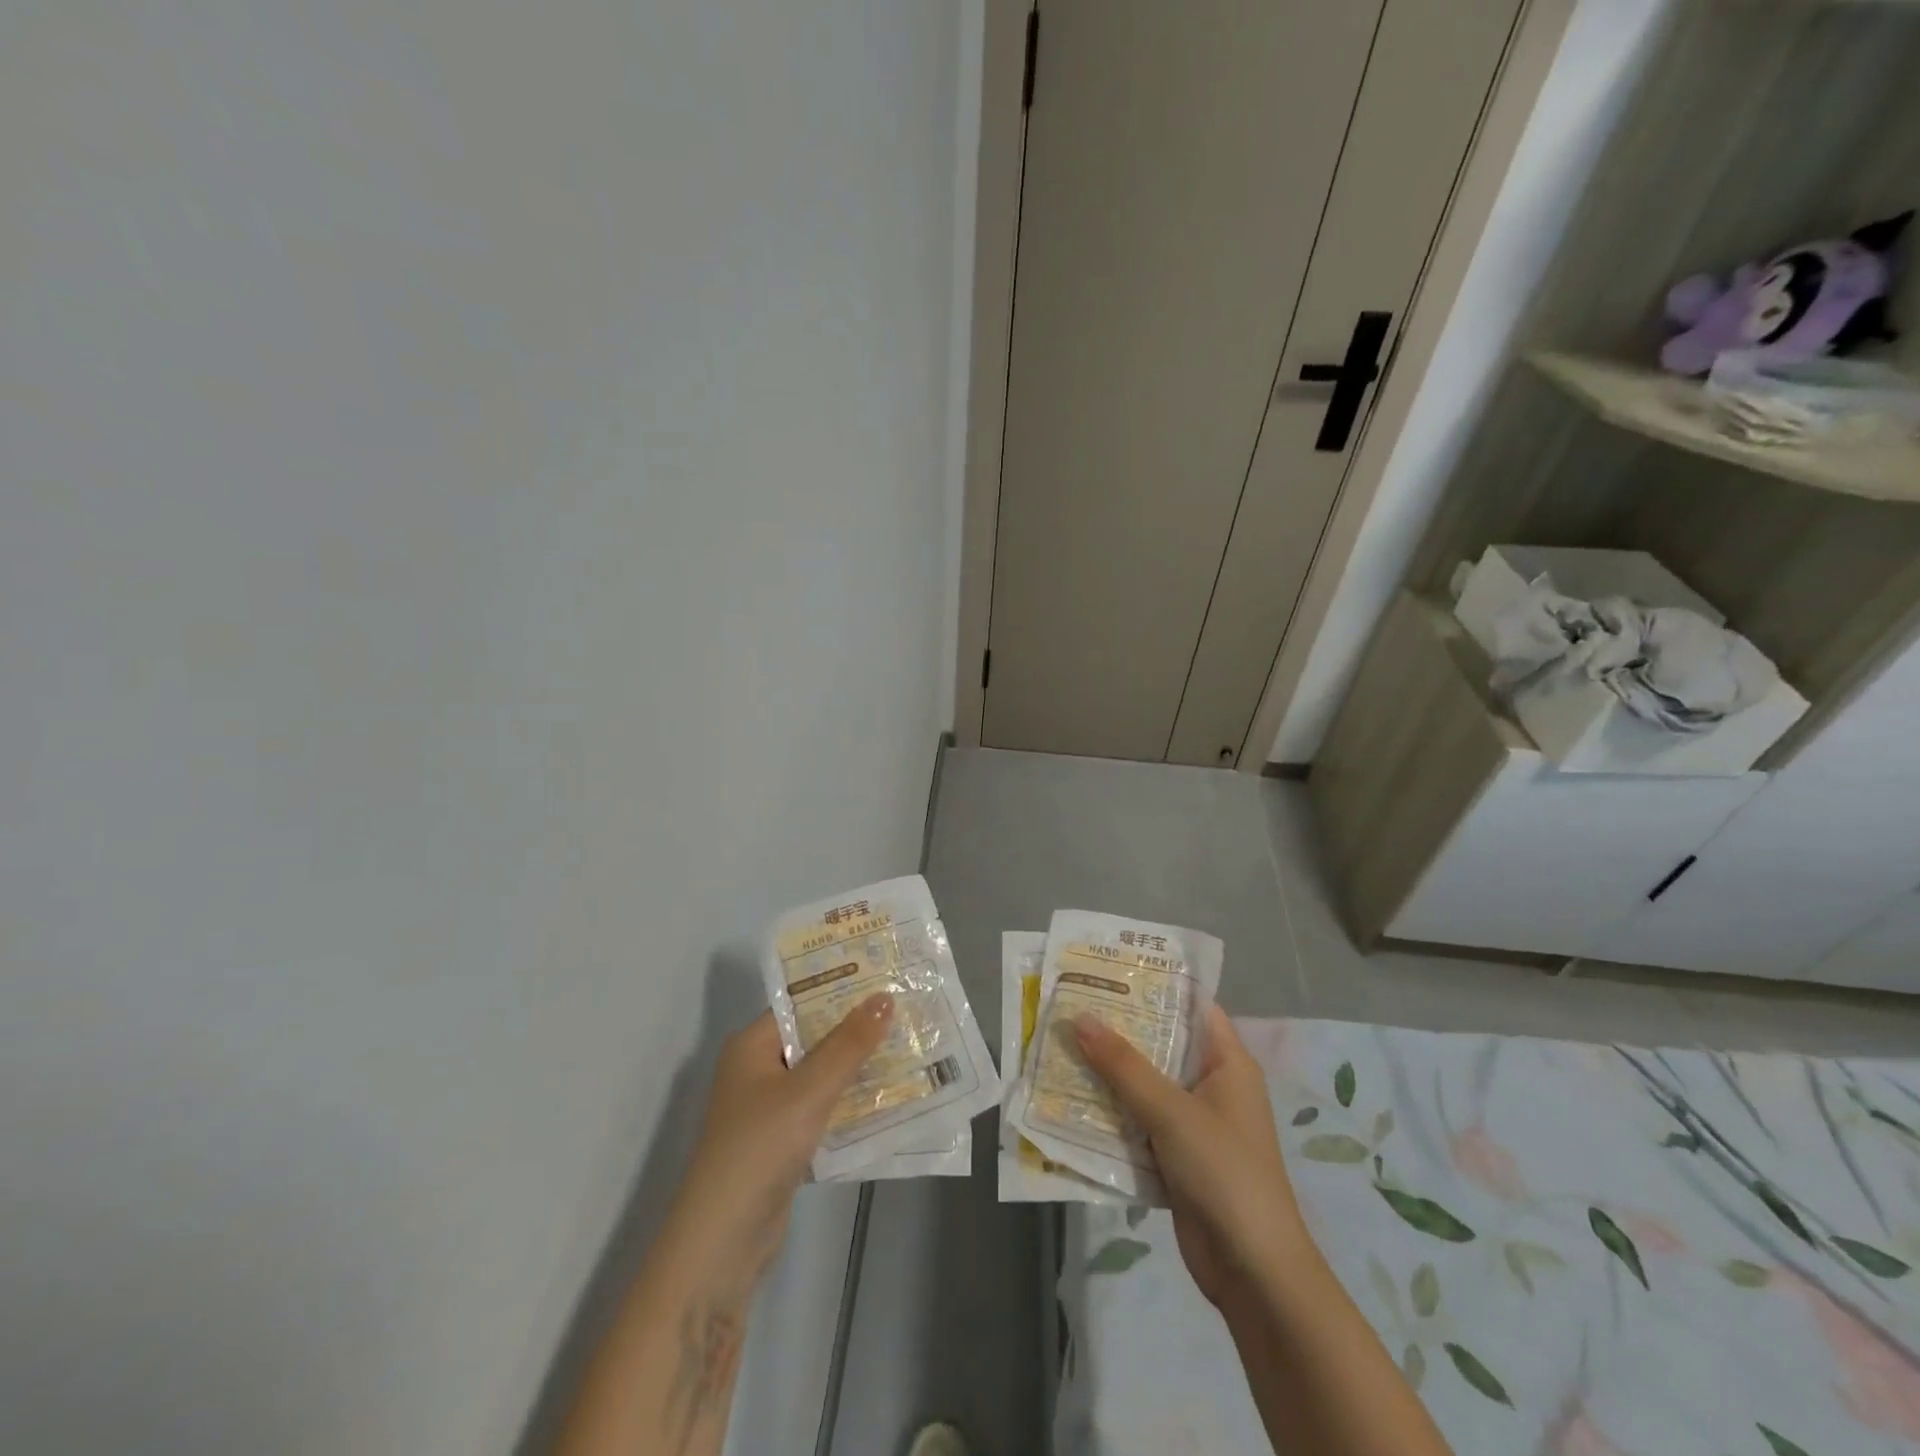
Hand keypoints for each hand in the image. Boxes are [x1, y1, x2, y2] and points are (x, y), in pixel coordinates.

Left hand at [666, 995, 894, 1284]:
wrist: (722, 1244)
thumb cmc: (760, 1149)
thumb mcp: (809, 1091)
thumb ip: (848, 1045)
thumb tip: (884, 997)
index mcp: (751, 1046)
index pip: (801, 1004)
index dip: (841, 989)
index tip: (885, 976)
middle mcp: (757, 1070)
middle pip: (813, 1038)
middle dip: (856, 1028)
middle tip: (906, 1008)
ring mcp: (769, 1108)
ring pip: (821, 1074)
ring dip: (857, 1065)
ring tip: (908, 1045)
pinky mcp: (782, 1142)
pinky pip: (822, 1108)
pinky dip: (849, 1101)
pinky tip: (889, 1095)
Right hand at [1073, 1003, 1305, 1310]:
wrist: (1253, 1273)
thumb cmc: (1224, 1173)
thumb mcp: (1171, 1112)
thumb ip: (1123, 1065)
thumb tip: (1079, 1017)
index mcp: (1227, 1062)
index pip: (1190, 1006)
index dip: (1153, 985)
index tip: (1106, 969)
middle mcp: (1212, 1085)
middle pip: (1161, 1044)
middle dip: (1118, 1030)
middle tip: (1070, 1005)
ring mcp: (1194, 1122)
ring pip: (1145, 1084)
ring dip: (1109, 1072)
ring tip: (1061, 1044)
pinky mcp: (1177, 1156)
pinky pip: (1139, 1121)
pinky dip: (1112, 1111)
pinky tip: (1073, 1099)